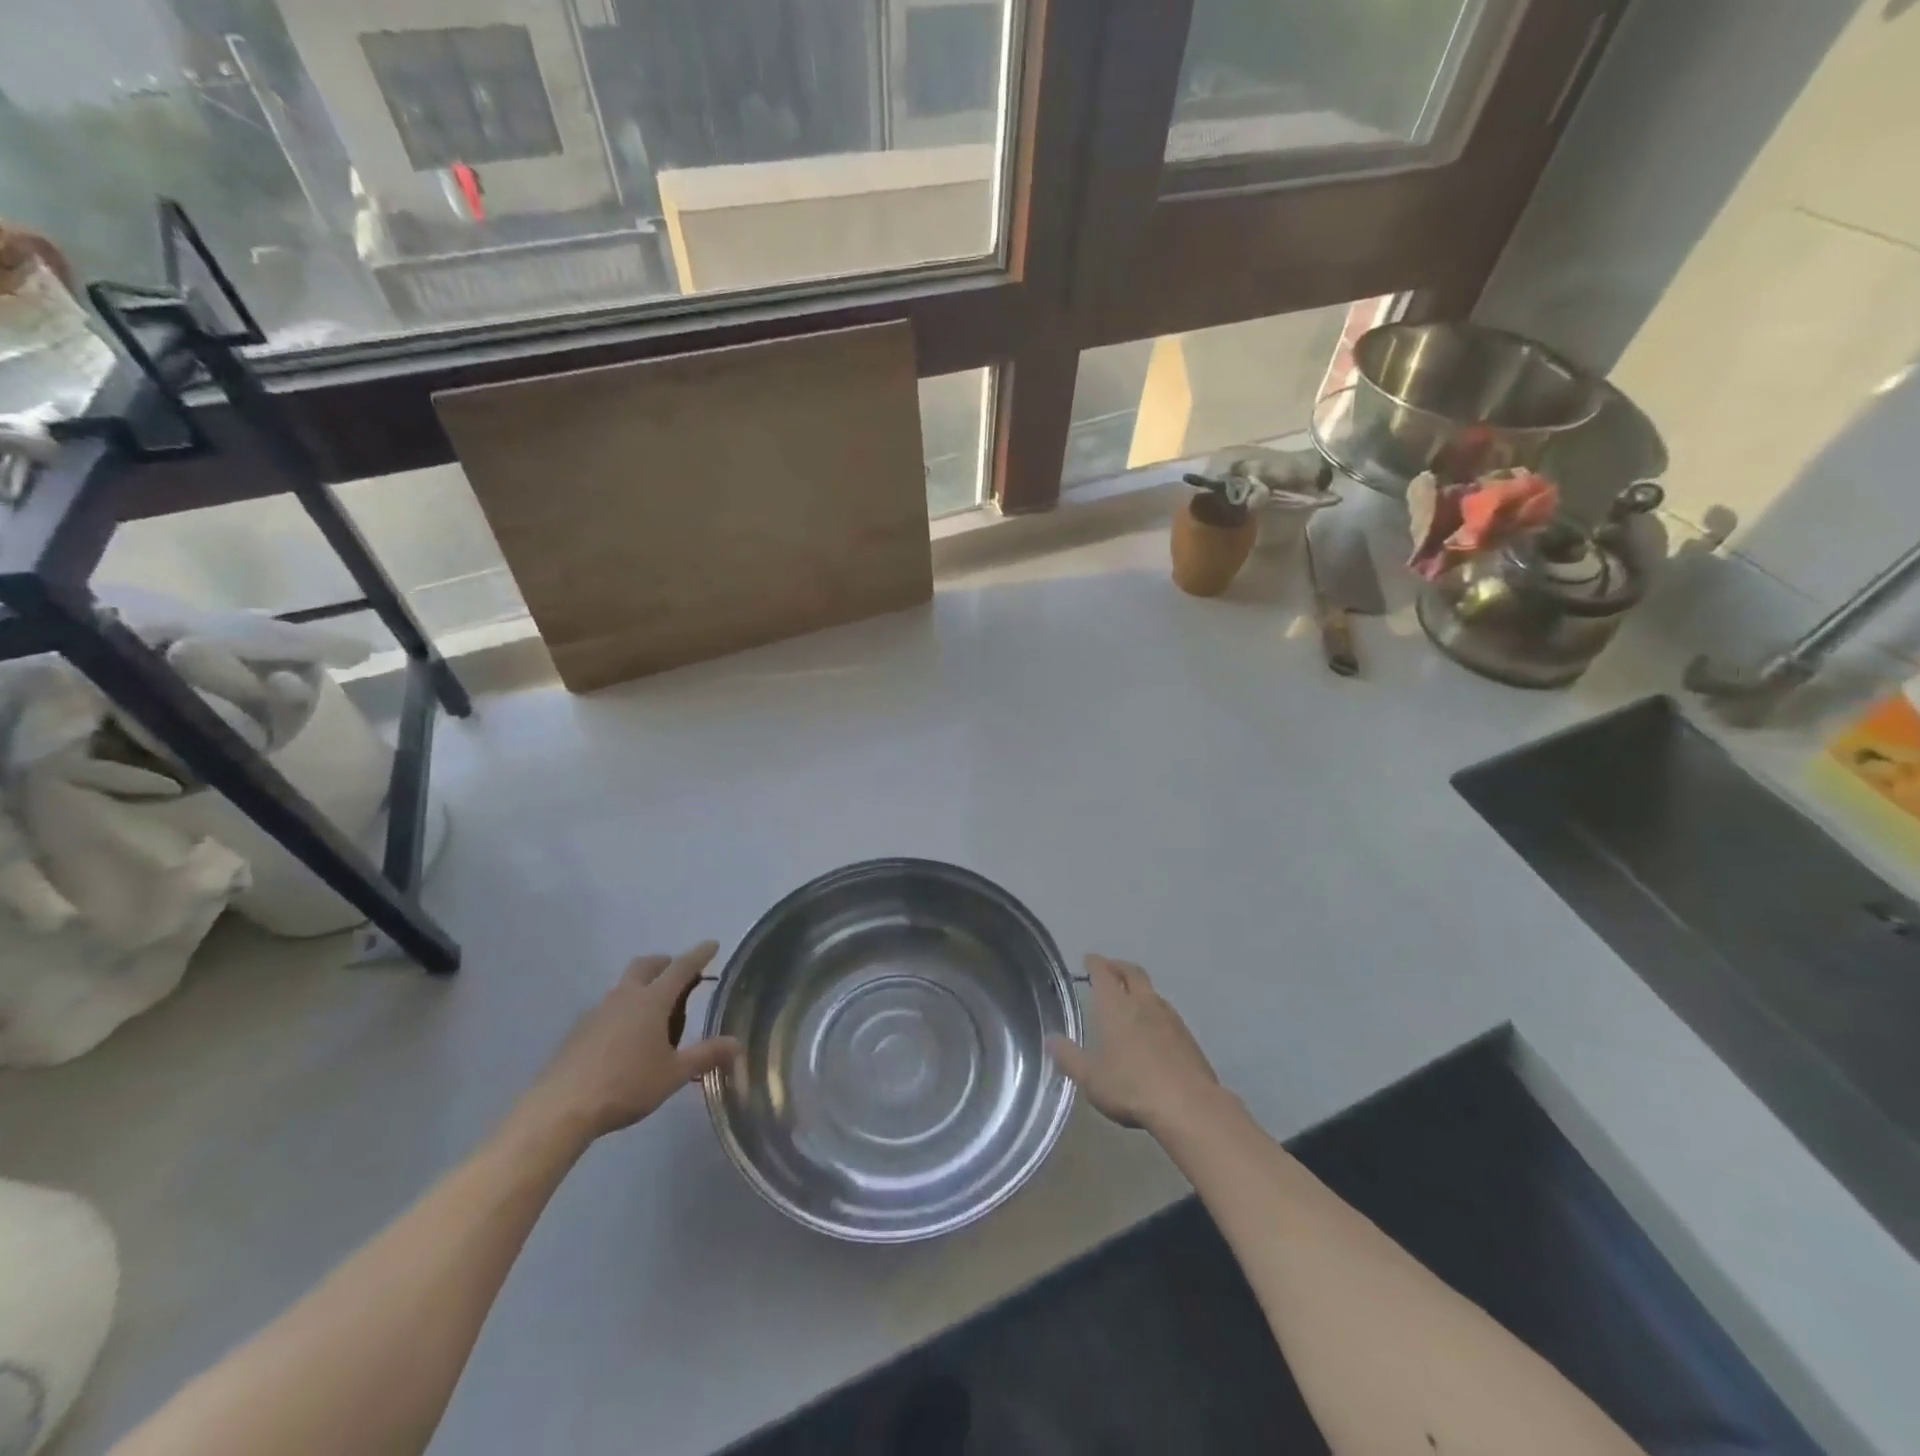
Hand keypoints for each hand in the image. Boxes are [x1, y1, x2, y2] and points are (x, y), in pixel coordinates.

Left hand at [520, 942, 740, 1142]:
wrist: (560, 1109)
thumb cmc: (626, 1085)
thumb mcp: (674, 1074)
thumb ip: (706, 1055)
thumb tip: (735, 1043)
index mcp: (652, 1001)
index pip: (681, 967)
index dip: (699, 954)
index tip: (712, 944)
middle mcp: (624, 997)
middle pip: (646, 965)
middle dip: (665, 963)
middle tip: (679, 977)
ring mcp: (597, 1011)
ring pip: (623, 986)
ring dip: (641, 987)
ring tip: (652, 1016)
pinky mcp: (577, 1031)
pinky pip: (606, 1009)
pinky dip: (621, 1012)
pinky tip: (623, 1040)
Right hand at [1046, 954, 1223, 1134]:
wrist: (1188, 1105)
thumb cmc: (1131, 1087)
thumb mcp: (1091, 1077)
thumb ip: (1069, 1057)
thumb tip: (1050, 1040)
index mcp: (1116, 1006)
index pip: (1104, 972)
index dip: (1095, 963)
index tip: (1089, 959)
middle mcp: (1143, 1003)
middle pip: (1132, 972)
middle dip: (1118, 966)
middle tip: (1109, 968)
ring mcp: (1169, 1017)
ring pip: (1152, 991)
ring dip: (1139, 988)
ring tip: (1130, 998)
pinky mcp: (1187, 1036)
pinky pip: (1167, 1012)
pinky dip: (1155, 1010)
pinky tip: (1153, 1027)